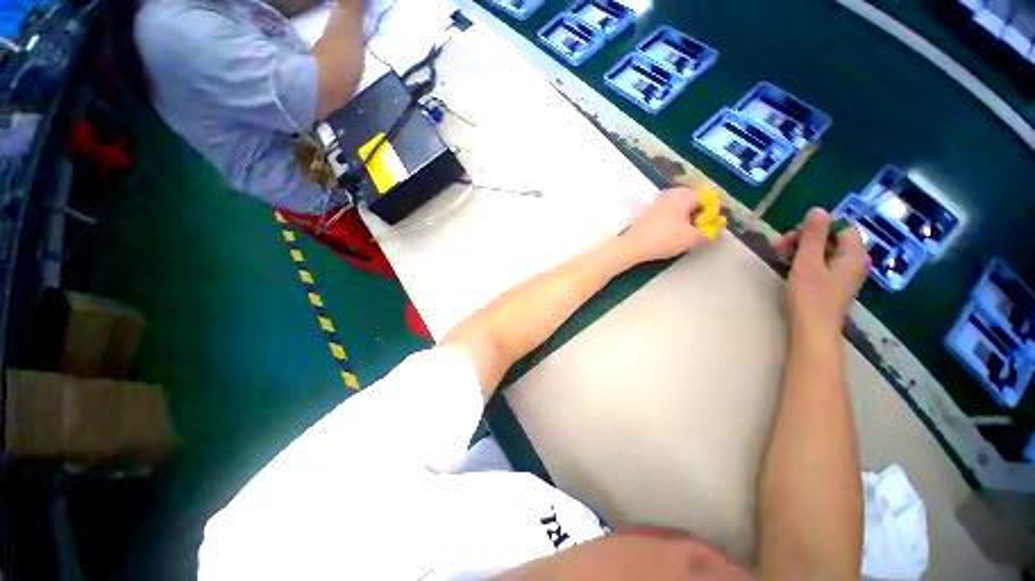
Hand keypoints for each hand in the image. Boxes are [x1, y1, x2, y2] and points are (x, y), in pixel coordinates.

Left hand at [619, 188, 711, 263]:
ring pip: (682, 206)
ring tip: (685, 234)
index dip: (713, 212)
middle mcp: (671, 193)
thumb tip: (715, 228)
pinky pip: (671, 211)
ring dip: (688, 218)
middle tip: (698, 230)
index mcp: (683, 194)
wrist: (632, 246)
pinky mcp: (651, 210)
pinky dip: (676, 219)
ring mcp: (659, 201)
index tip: (710, 226)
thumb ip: (709, 232)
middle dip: (700, 214)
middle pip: (695, 200)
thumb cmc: (664, 239)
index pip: (708, 197)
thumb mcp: (692, 238)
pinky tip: (672, 233)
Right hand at [774, 208, 869, 337]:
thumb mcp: (808, 262)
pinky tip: (791, 267)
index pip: (838, 225)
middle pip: (831, 236)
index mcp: (854, 253)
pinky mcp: (836, 282)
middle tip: (779, 248)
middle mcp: (855, 260)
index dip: (813, 227)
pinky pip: (823, 261)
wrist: (813, 329)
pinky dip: (807, 260)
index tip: (790, 238)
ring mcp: (846, 272)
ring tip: (780, 257)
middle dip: (804, 238)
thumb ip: (813, 235)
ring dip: (802, 249)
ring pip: (825, 249)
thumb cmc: (811, 296)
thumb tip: (818, 210)